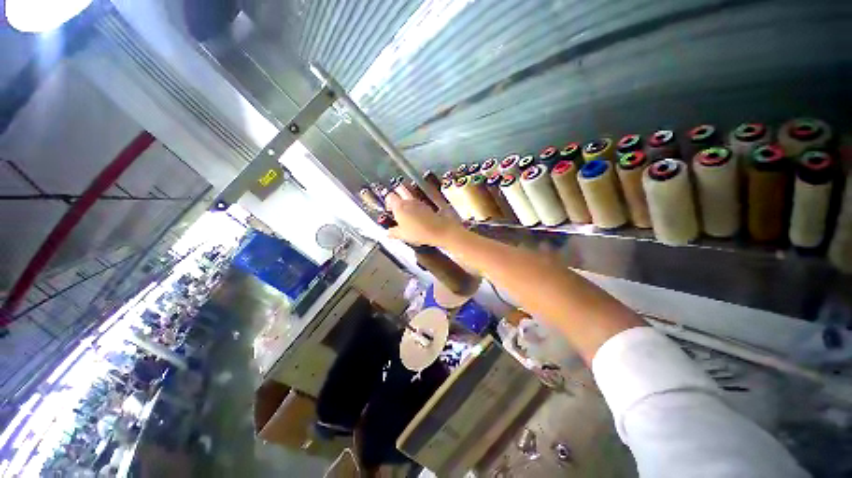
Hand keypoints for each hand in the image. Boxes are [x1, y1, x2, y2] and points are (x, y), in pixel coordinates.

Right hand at [385, 195, 461, 246]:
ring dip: (407, 200)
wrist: (438, 229)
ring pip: (410, 195)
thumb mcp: (402, 235)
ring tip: (406, 211)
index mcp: (399, 206)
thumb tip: (389, 233)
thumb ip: (393, 232)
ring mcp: (419, 202)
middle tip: (396, 204)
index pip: (389, 196)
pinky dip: (416, 206)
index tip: (388, 209)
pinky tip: (416, 215)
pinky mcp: (427, 206)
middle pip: (400, 190)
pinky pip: (419, 202)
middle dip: (397, 194)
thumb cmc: (418, 231)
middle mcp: (409, 201)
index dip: (388, 202)